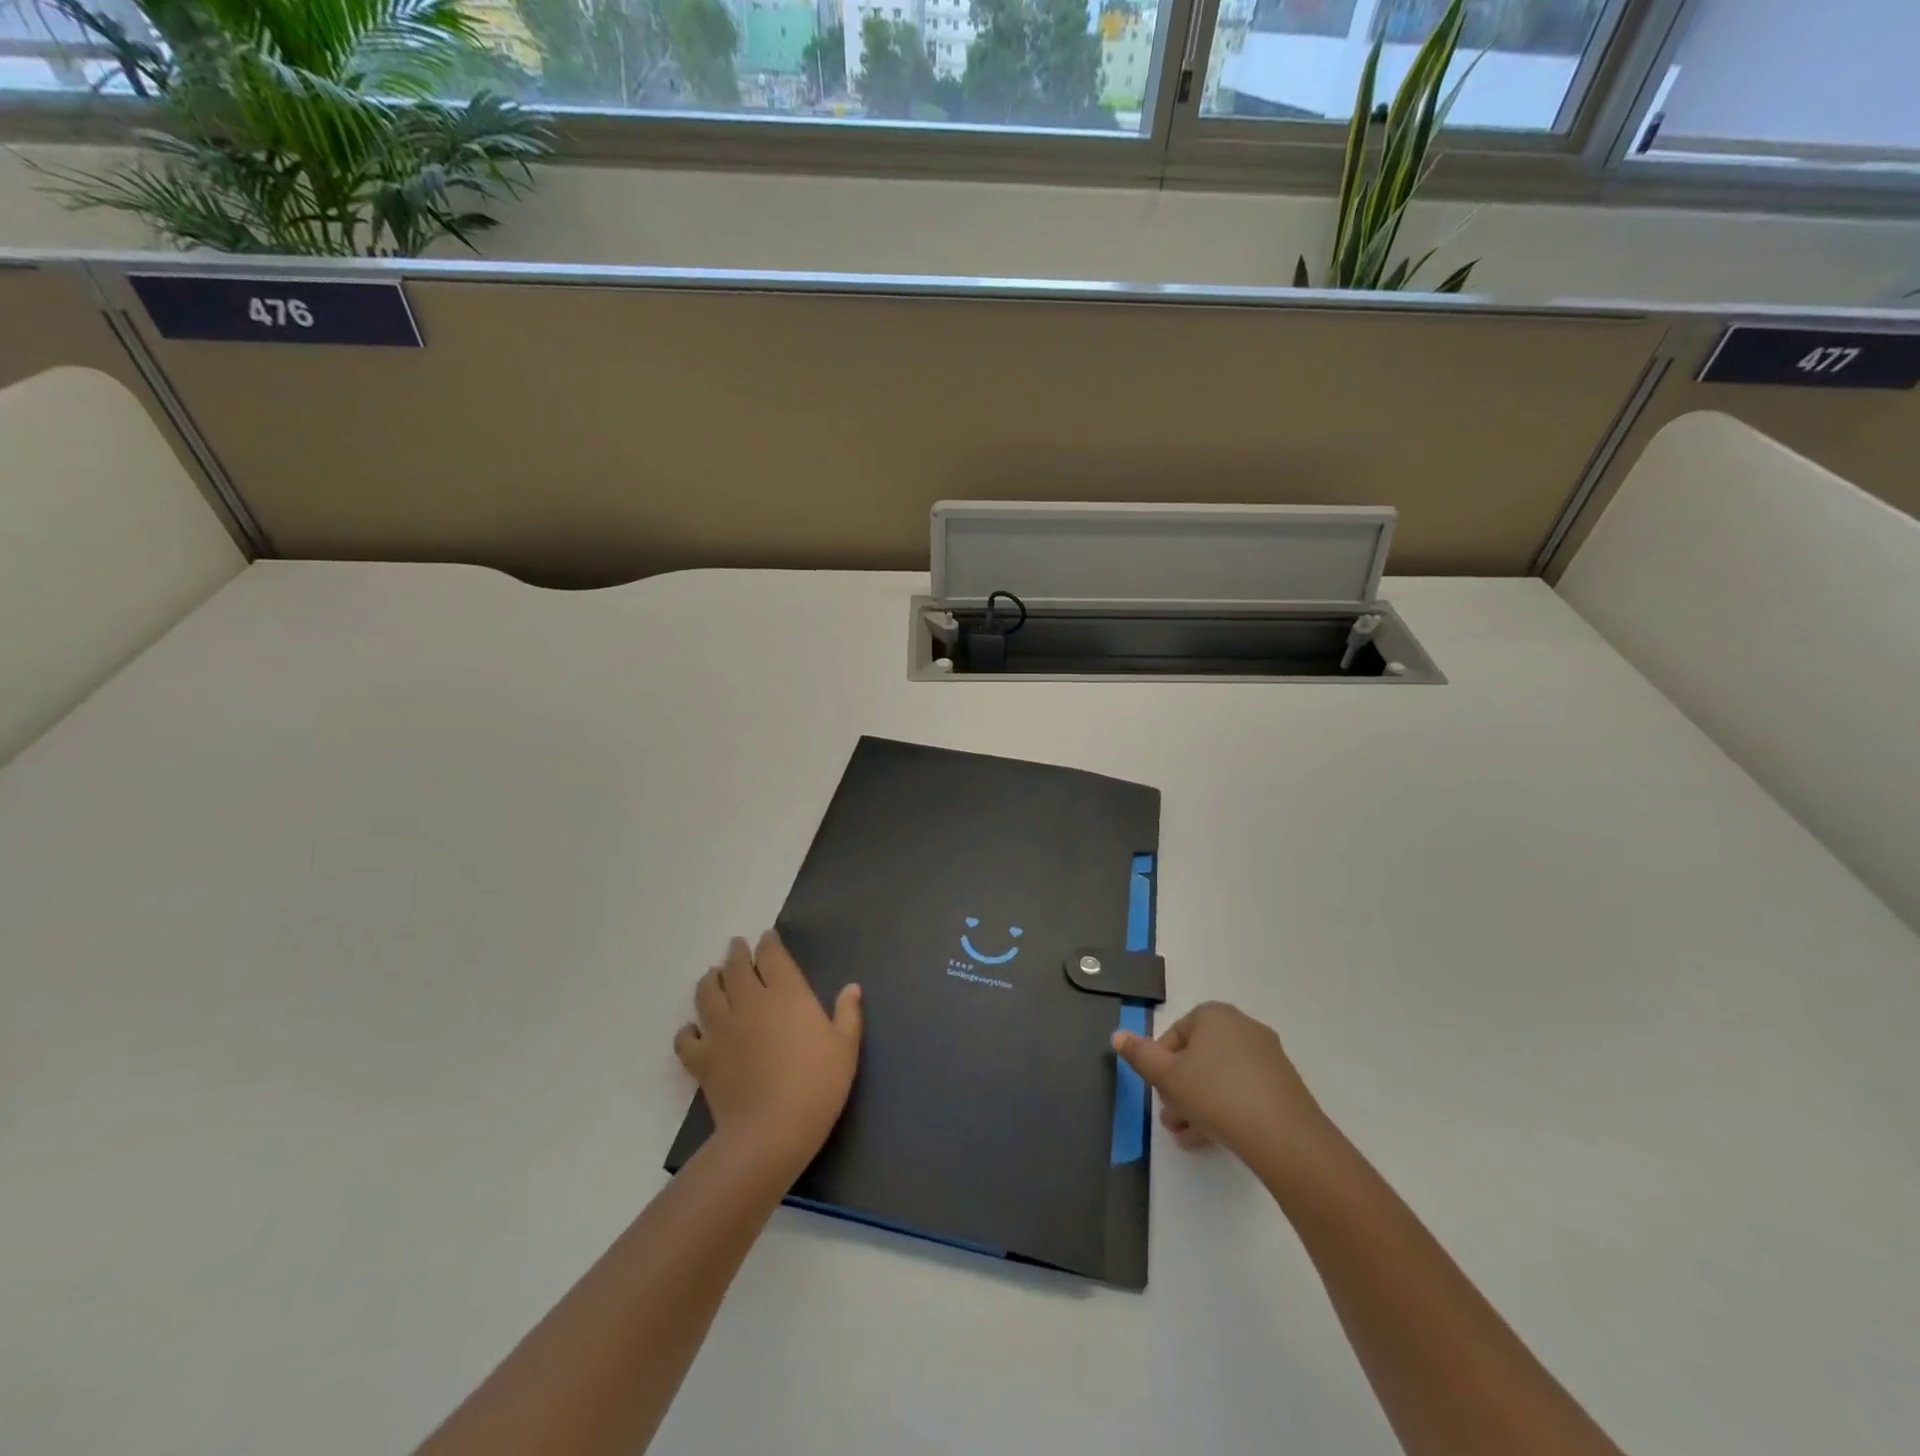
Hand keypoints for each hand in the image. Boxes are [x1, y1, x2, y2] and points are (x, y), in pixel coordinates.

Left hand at [675, 932, 862, 1179]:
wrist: (771, 1131)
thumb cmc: (817, 1085)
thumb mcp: (846, 1048)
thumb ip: (848, 1014)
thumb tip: (852, 987)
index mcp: (787, 993)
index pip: (772, 956)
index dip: (768, 943)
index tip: (767, 937)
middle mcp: (750, 1001)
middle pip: (736, 967)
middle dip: (737, 953)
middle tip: (737, 946)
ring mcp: (721, 1028)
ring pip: (707, 992)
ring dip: (710, 980)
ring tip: (712, 976)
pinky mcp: (702, 1058)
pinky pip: (686, 1037)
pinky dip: (687, 1030)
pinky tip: (693, 1030)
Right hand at [1112, 1001, 1337, 1181]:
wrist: (1284, 1137)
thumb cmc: (1216, 1095)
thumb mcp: (1167, 1076)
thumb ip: (1140, 1055)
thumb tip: (1117, 1035)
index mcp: (1214, 1015)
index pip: (1176, 1033)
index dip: (1160, 1063)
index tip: (1156, 1091)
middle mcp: (1243, 1027)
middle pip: (1198, 1057)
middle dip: (1178, 1088)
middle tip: (1169, 1118)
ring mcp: (1267, 1057)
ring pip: (1219, 1078)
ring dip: (1197, 1104)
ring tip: (1185, 1137)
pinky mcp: (1283, 1086)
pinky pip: (1243, 1091)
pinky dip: (1224, 1110)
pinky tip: (1210, 1141)